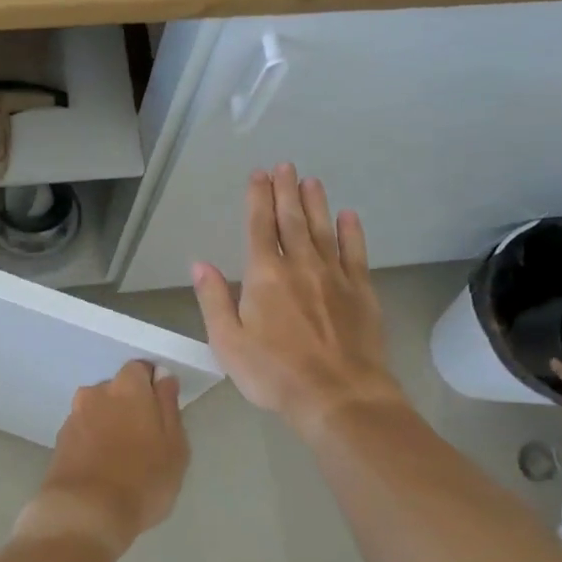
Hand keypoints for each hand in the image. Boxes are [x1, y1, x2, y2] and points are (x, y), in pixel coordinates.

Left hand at [22, 361, 188, 558]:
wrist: (84, 513)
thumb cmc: (141, 480)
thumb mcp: (174, 446)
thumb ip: (168, 405)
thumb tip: (163, 377)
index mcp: (127, 387)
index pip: (140, 369)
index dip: (152, 387)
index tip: (161, 413)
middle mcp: (96, 393)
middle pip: (117, 390)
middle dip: (129, 406)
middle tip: (145, 440)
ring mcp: (73, 416)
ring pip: (98, 411)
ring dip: (109, 425)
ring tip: (122, 459)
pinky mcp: (59, 441)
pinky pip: (84, 432)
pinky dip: (93, 442)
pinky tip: (102, 468)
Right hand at [191, 164, 400, 440]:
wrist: (339, 396)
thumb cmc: (275, 373)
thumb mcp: (228, 343)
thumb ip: (214, 300)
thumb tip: (201, 264)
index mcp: (264, 276)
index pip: (259, 227)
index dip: (257, 199)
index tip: (258, 175)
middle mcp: (300, 266)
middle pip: (291, 220)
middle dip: (285, 191)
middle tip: (284, 166)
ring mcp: (334, 276)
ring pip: (322, 229)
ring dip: (315, 203)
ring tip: (311, 180)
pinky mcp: (361, 292)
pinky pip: (355, 253)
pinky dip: (351, 232)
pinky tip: (348, 216)